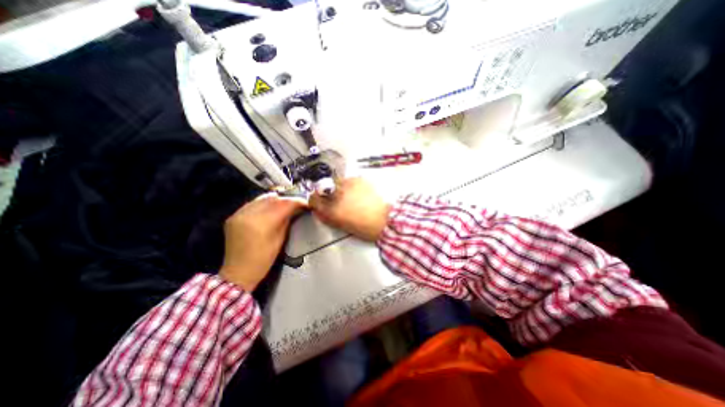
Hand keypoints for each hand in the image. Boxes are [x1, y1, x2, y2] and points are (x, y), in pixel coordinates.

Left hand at [217, 194, 303, 291]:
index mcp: (262, 223)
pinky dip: (263, 204)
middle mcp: (249, 214)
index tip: (305, 203)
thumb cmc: (264, 259)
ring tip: (284, 205)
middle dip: (286, 200)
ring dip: (275, 200)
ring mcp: (238, 214)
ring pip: (261, 198)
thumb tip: (295, 209)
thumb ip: (287, 221)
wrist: (238, 272)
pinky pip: (252, 204)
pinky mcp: (233, 216)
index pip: (283, 204)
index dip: (296, 202)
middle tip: (296, 204)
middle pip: (273, 198)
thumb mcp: (280, 239)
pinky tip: (269, 209)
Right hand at [309, 178, 394, 240]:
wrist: (386, 219)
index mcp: (331, 209)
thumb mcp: (342, 225)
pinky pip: (349, 179)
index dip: (315, 200)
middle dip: (327, 193)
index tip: (318, 202)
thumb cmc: (365, 227)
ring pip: (336, 182)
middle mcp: (337, 194)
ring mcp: (348, 184)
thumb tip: (318, 210)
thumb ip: (327, 216)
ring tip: (350, 195)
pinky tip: (359, 192)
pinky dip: (351, 185)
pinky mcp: (359, 179)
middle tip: (337, 199)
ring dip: (339, 187)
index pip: (313, 199)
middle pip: (323, 187)